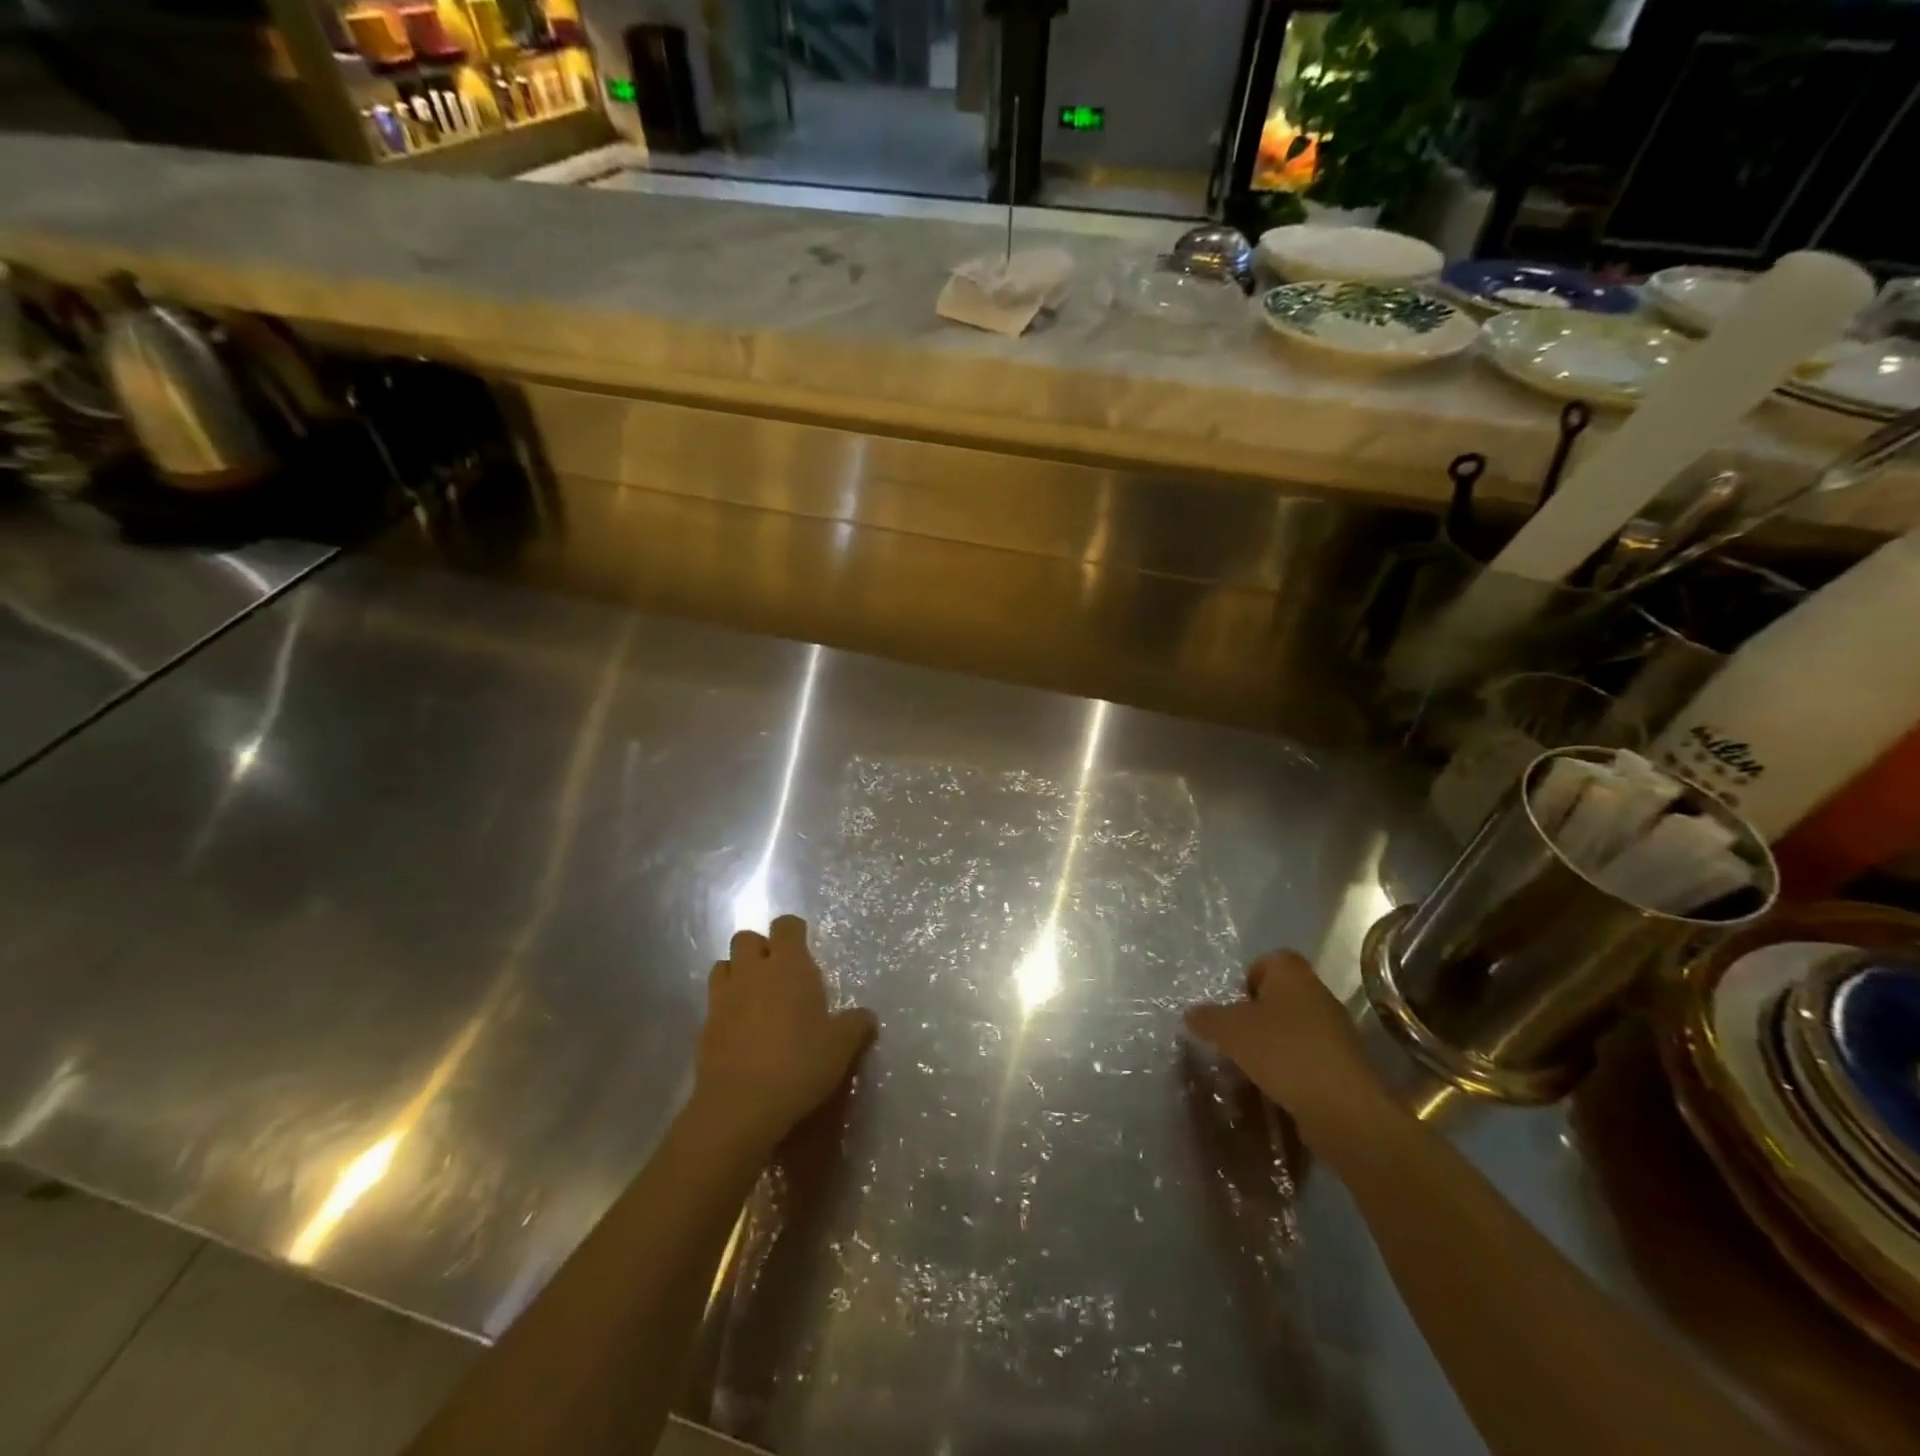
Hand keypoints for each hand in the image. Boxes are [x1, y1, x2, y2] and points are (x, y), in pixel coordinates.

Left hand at [695, 916, 876, 1149]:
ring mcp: (723, 997)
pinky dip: (725, 1006)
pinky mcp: (704, 1026)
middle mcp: (753, 971)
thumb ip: (856, 1025)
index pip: (786, 925)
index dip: (794, 931)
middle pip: (747, 938)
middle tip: (778, 974)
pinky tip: (740, 1030)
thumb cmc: (798, 1064)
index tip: (804, 948)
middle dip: (760, 949)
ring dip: (738, 973)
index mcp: (789, 966)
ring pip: (724, 965)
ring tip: (755, 997)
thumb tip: (867, 1017)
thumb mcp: (841, 1047)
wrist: (740, 1106)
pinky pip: (713, 1002)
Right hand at [1184, 950, 1390, 1150]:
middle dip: (1255, 1015)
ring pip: (1293, 1028)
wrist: (1343, 1108)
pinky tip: (1274, 1088)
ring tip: (1249, 1067)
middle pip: (1280, 996)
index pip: (1269, 960)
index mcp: (1293, 974)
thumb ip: (1208, 1018)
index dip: (1247, 978)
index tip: (1232, 1005)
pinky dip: (1290, 1069)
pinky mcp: (1343, 1065)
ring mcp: (1335, 1031)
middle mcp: (1318, 995)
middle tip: (1233, 1038)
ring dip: (1272, 1044)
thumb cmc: (1283, 1052)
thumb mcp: (1230, 1031)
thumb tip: (1192, 1014)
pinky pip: (1307, 1058)